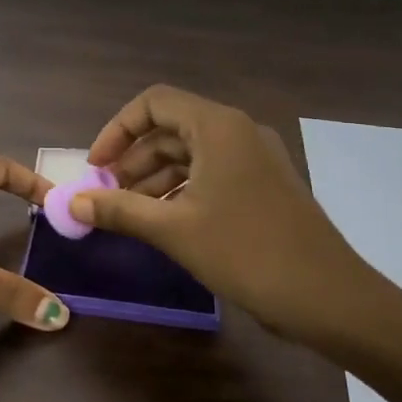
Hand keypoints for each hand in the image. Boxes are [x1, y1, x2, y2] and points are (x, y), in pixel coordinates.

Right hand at [69, 86, 382, 346]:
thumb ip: (119, 210)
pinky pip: (212, 173)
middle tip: (107, 195)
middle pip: (171, 128)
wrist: (329, 298)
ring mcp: (255, 158)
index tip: (96, 167)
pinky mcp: (265, 185)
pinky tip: (164, 222)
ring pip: (191, 153)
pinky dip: (182, 190)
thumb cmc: (246, 252)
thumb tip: (72, 203)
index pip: (154, 103)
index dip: (117, 129)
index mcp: (217, 127)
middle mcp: (237, 131)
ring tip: (129, 213)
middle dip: (133, 159)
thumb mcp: (174, 230)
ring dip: (155, 178)